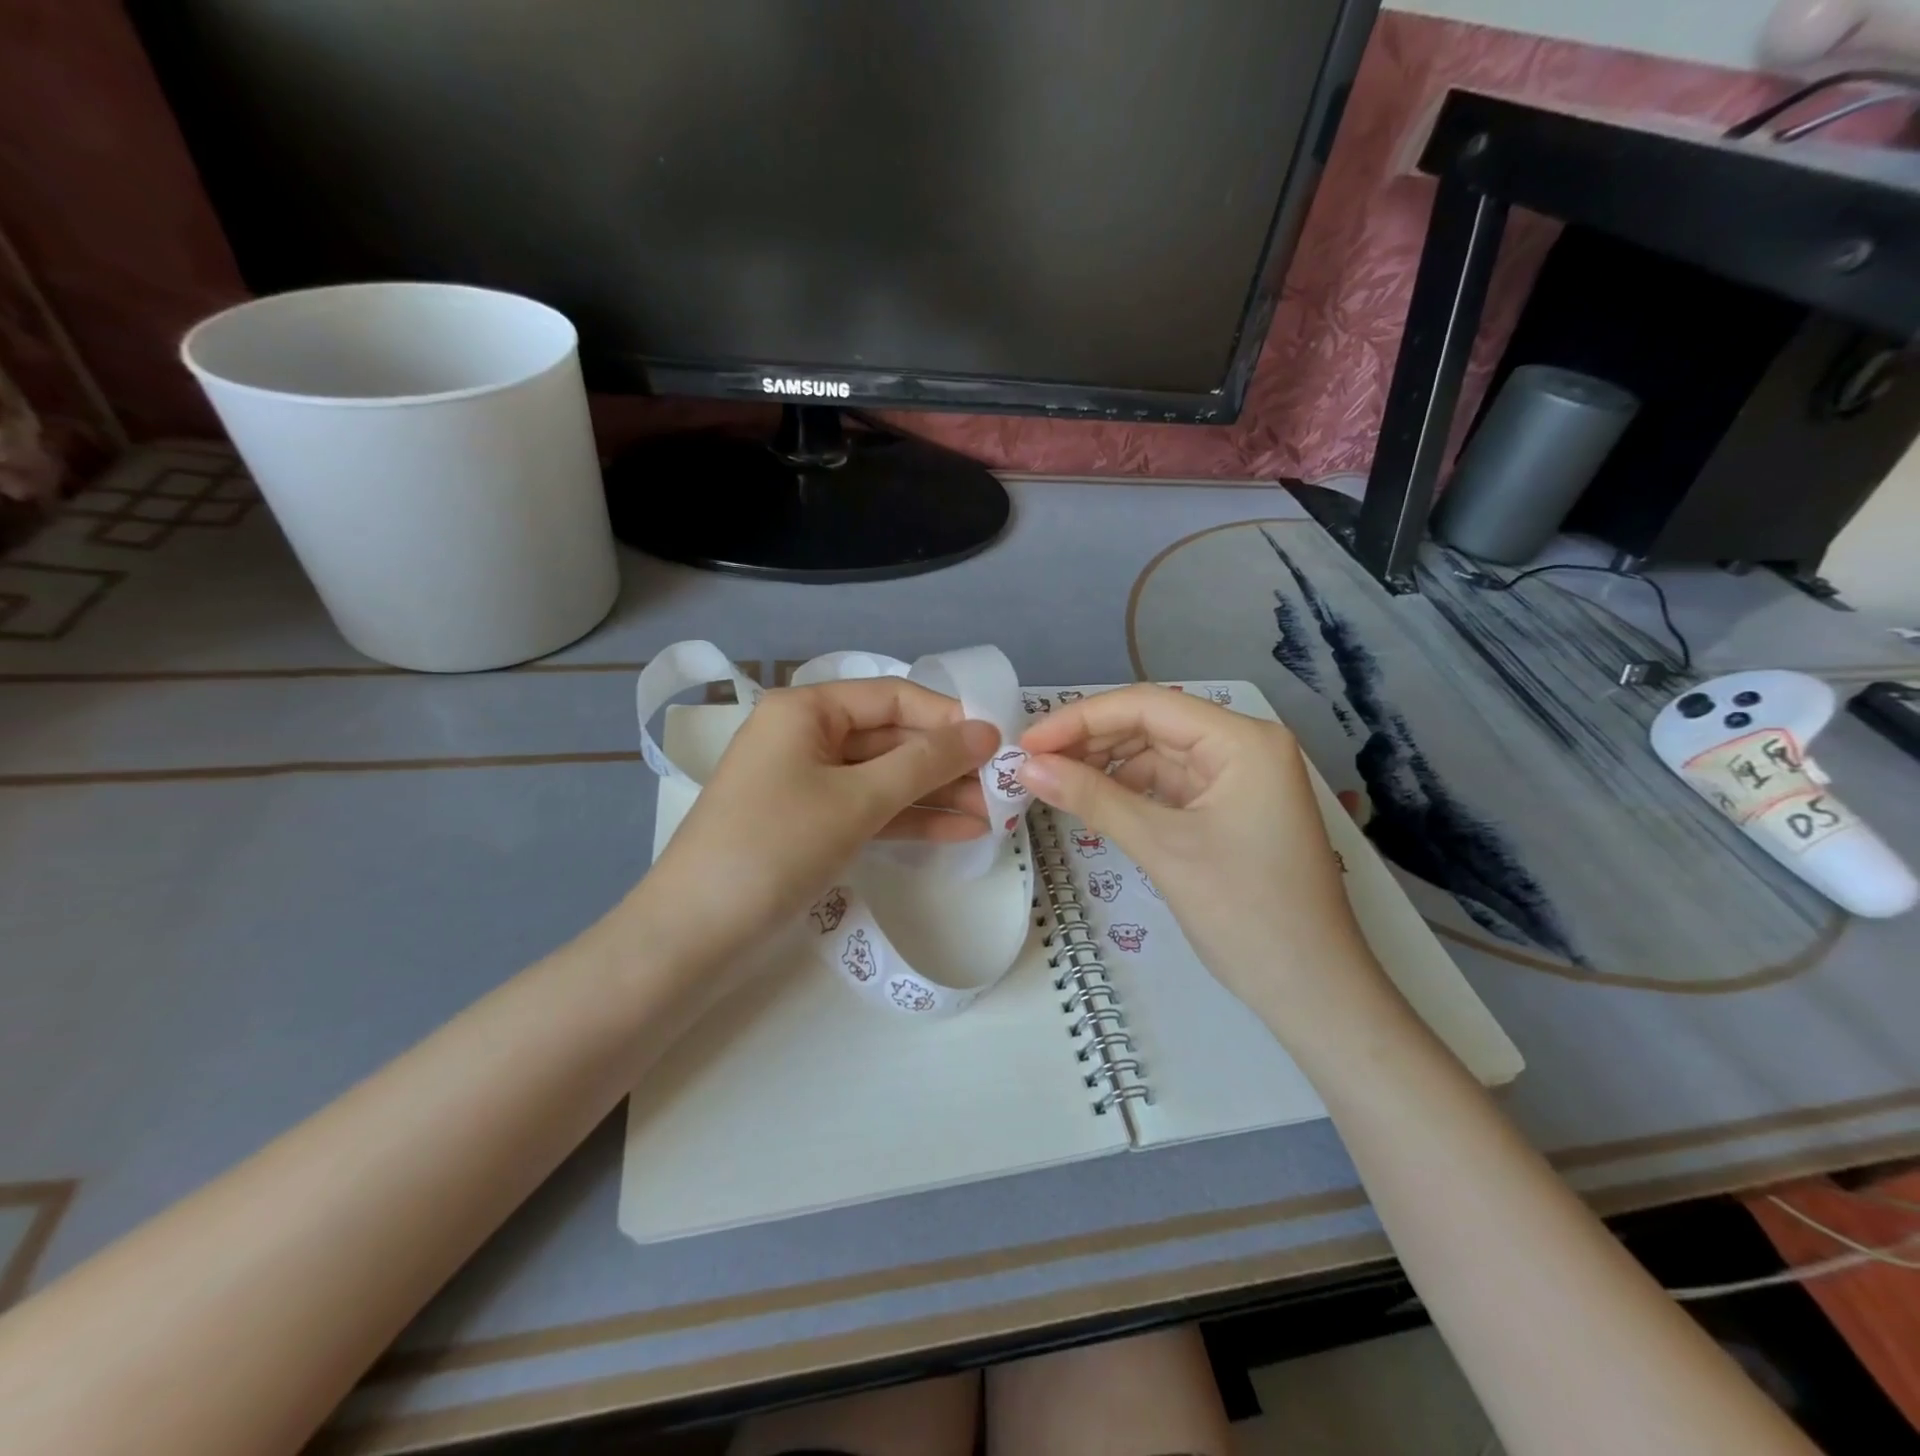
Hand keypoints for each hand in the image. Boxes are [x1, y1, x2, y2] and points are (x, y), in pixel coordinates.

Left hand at [629, 678, 1000, 969]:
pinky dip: (910, 819)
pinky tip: (962, 831)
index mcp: (806, 709)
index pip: (893, 695)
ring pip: (886, 777)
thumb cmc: (776, 846)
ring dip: (937, 794)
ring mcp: (808, 782)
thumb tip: (986, 731)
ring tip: (996, 815)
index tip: (1000, 742)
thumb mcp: (858, 799)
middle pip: (892, 737)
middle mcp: (807, 735)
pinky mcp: (812, 824)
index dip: (948, 716)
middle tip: (1005, 787)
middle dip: (948, 763)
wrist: (696, 934)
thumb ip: (926, 762)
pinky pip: (870, 809)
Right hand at [1017, 686, 1395, 1039]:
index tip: (1027, 744)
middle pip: (1152, 725)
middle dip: (1090, 741)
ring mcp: (1239, 779)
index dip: (1080, 718)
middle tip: (1032, 764)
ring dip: (1106, 765)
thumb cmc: (1246, 913)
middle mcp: (1244, 747)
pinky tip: (1093, 800)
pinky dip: (1129, 790)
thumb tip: (1026, 766)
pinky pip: (1169, 785)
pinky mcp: (1230, 809)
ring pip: (1157, 754)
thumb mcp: (1163, 848)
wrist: (1313, 992)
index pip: (1147, 705)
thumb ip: (1092, 798)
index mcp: (1242, 740)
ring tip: (1053, 781)